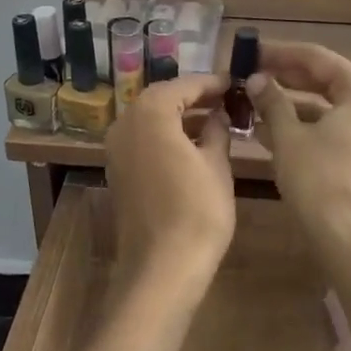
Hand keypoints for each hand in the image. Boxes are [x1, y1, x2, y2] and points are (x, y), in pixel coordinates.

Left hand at [105, 74, 235, 282]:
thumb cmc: (197, 211)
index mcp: (150, 113)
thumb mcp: (217, 164)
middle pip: (162, 99)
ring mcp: (117, 149)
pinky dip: (166, 135)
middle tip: (226, 99)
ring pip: (151, 119)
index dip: (211, 83)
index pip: (184, 85)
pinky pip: (143, 140)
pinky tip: (193, 145)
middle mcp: (125, 123)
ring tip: (216, 120)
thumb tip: (218, 114)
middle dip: (194, 97)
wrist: (161, 268)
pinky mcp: (118, 171)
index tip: (233, 82)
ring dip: (180, 116)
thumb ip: (217, 130)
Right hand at [247, 42, 350, 263]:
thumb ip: (272, 101)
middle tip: (249, 73)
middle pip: (323, 78)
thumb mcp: (288, 136)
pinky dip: (300, 125)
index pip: (316, 57)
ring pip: (323, 105)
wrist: (350, 241)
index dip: (280, 52)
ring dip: (288, 102)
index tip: (250, 51)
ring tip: (251, 99)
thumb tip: (255, 78)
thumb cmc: (319, 181)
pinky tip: (265, 129)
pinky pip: (328, 127)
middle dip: (284, 76)